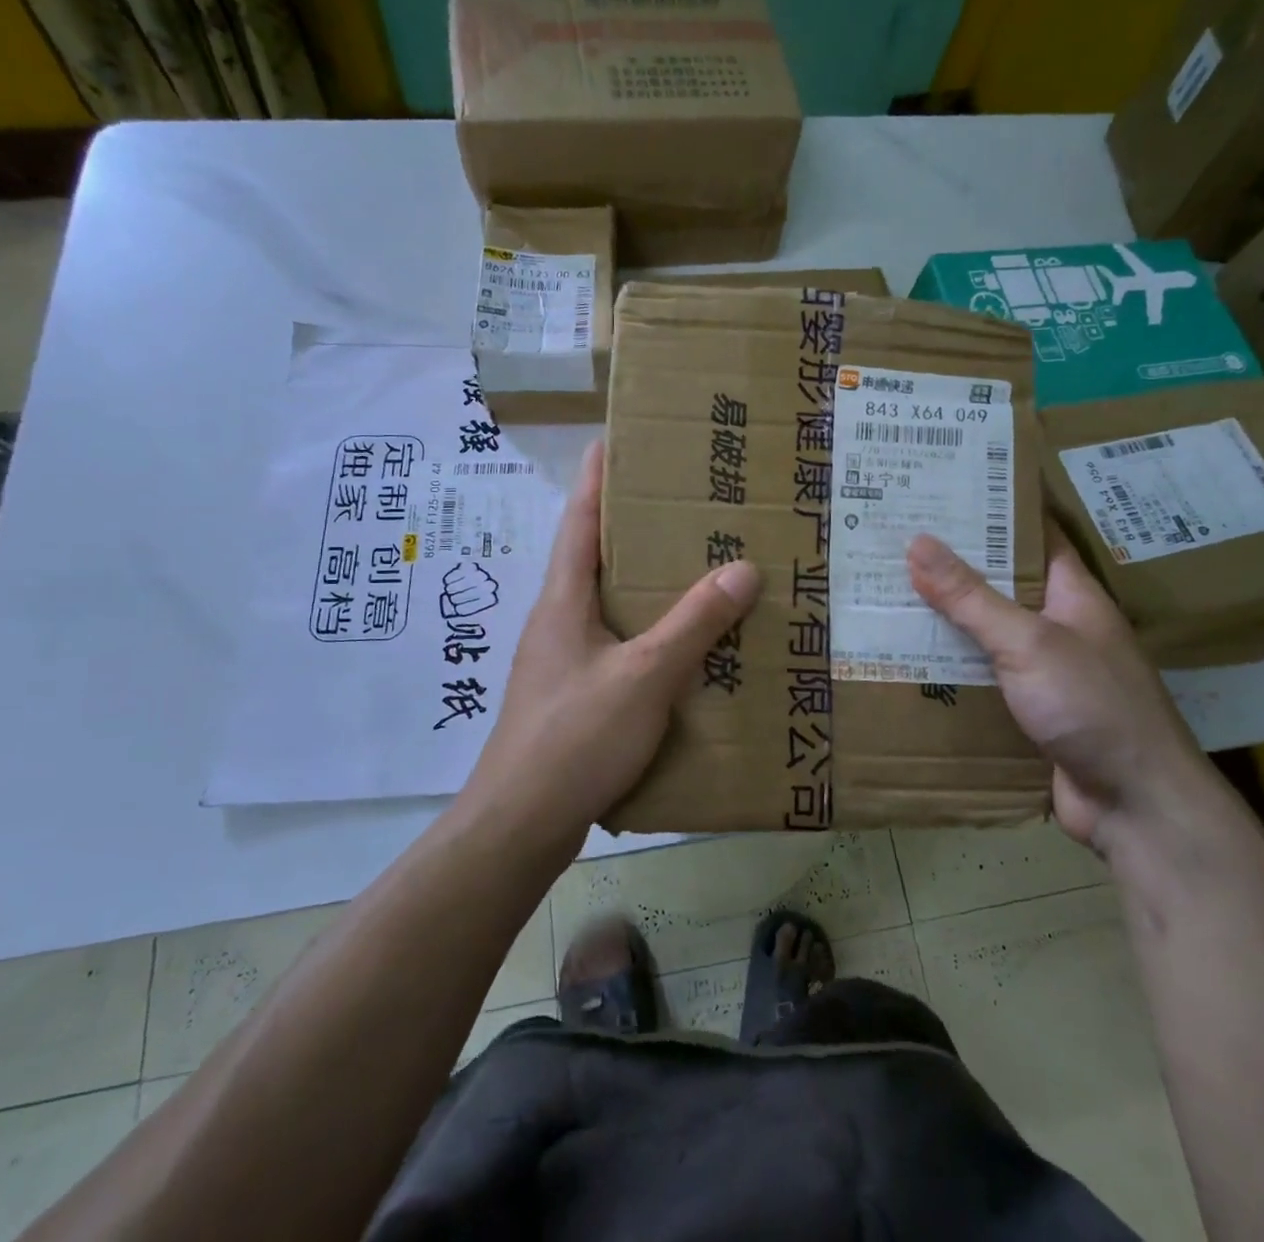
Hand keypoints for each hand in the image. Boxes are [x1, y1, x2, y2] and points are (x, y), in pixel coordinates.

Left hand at [458, 439, 760, 855]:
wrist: (520, 823)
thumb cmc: (575, 737)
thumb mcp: (644, 675)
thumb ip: (693, 623)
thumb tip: (742, 567)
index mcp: (563, 599)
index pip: (579, 520)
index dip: (595, 478)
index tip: (615, 439)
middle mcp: (557, 620)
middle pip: (594, 557)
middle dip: (632, 526)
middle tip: (682, 502)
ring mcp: (562, 660)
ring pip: (608, 604)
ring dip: (643, 581)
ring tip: (693, 565)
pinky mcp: (574, 695)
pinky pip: (616, 644)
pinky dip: (646, 630)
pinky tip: (681, 645)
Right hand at [907, 528, 1204, 851]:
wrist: (1136, 807)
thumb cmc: (1092, 706)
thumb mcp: (1028, 642)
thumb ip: (972, 596)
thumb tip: (918, 542)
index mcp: (1072, 594)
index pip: (1031, 534)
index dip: (990, 509)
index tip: (939, 491)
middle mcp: (1057, 625)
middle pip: (999, 583)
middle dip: (951, 565)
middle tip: (892, 541)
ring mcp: (1042, 670)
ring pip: (984, 632)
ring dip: (944, 618)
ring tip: (884, 591)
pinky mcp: (1026, 710)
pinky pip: (981, 675)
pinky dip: (949, 665)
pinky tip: (905, 657)